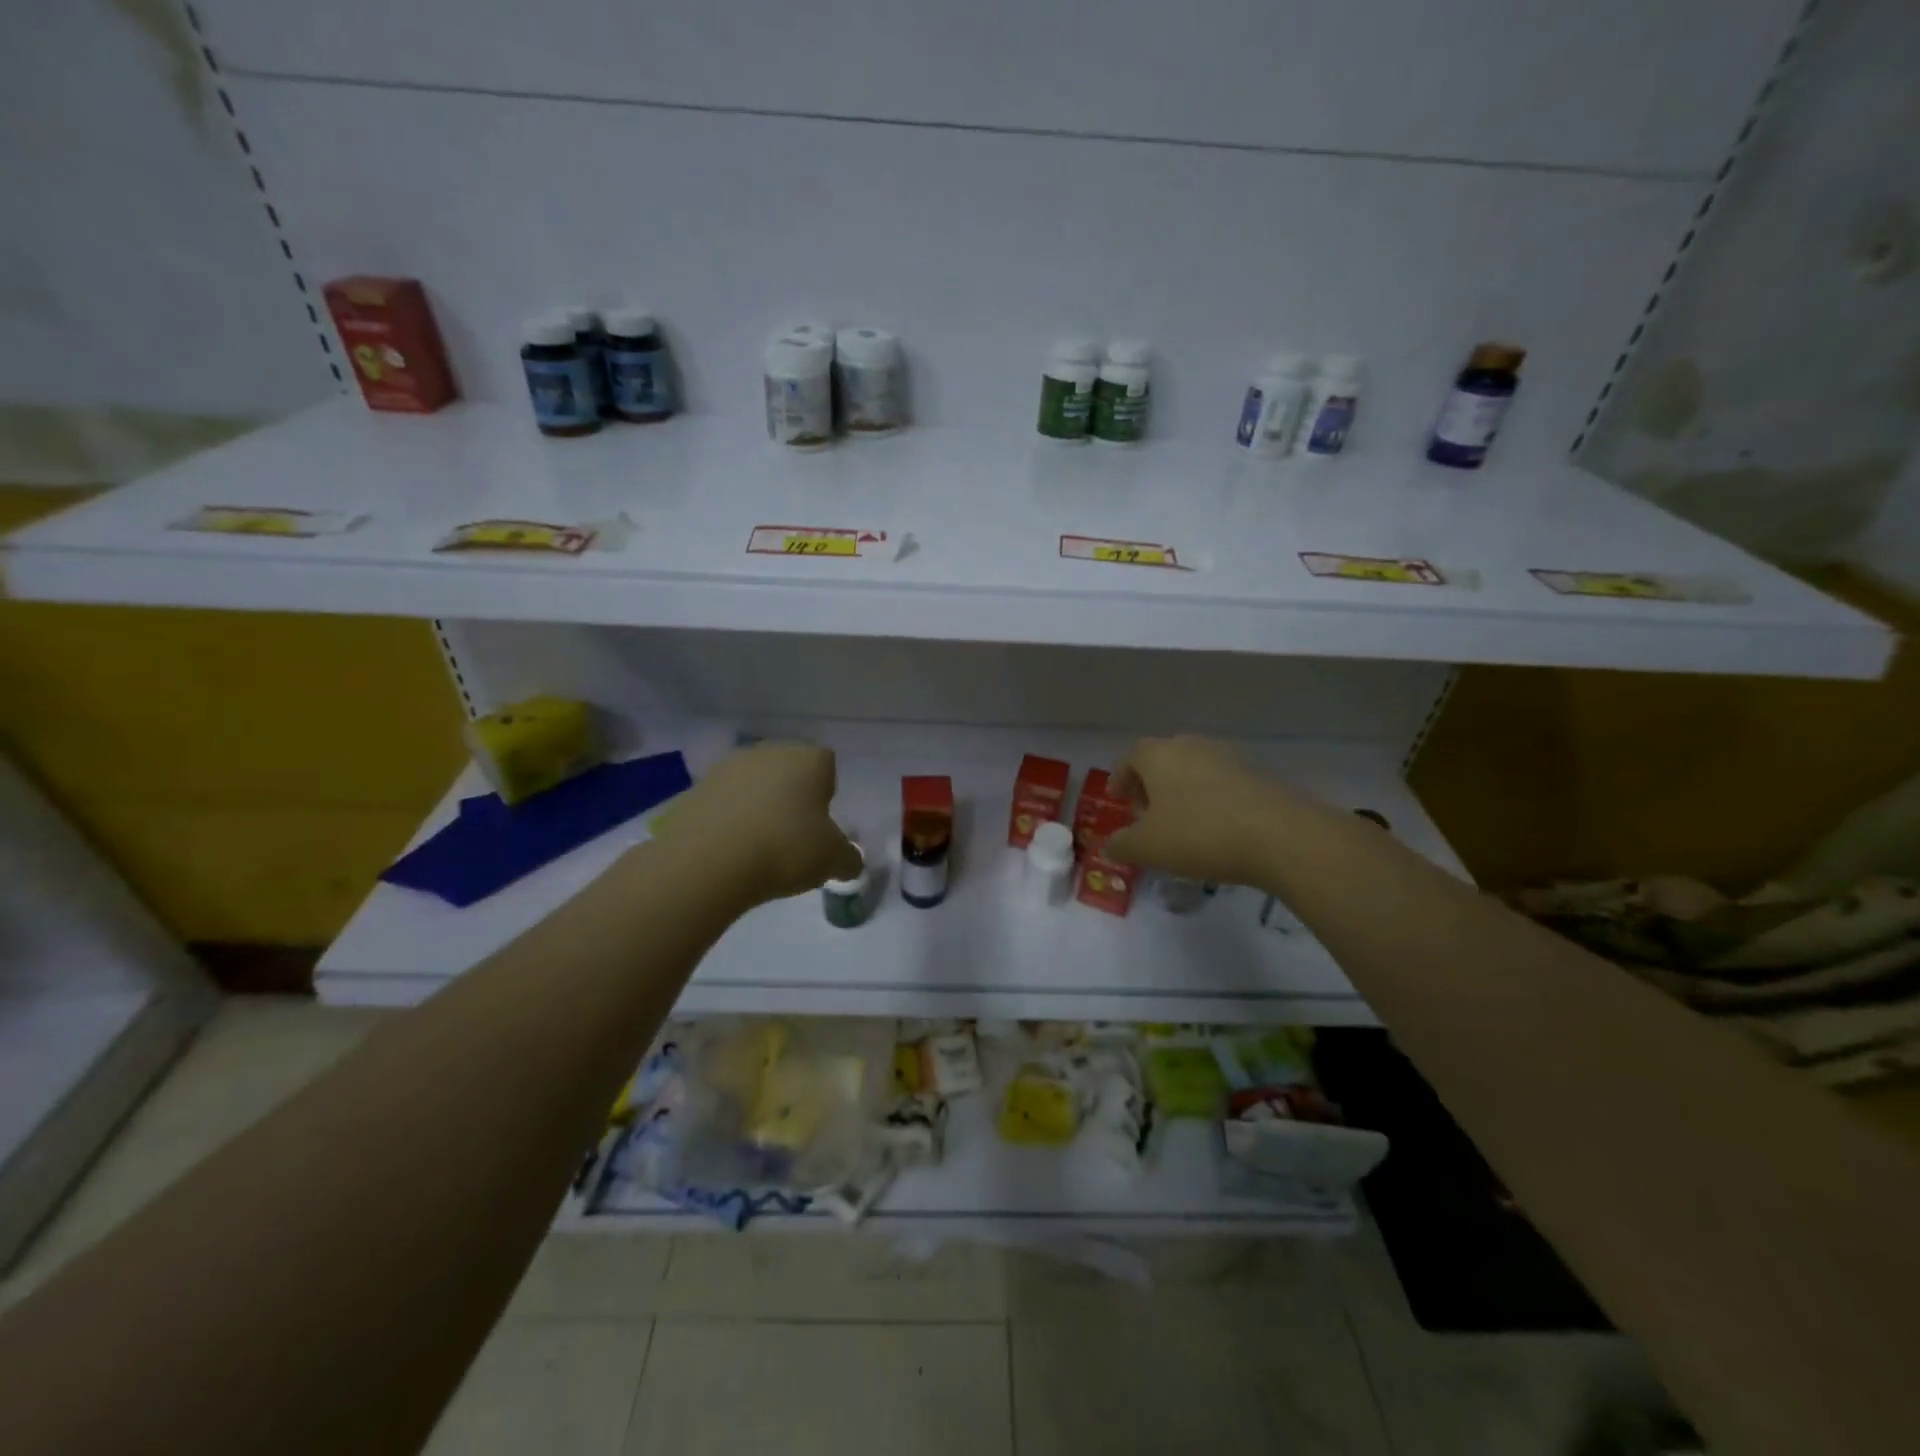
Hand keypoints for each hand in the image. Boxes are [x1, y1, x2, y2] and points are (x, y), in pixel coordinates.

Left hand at [653, 743, 862, 903]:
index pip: (826, 763)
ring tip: (758, 845)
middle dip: (791, 795)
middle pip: (787, 769)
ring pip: (752, 784)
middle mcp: (768, 752)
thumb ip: (848, 859)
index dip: (826, 791)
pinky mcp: (694, 790)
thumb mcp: (832, 860)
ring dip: (757, 806)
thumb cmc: (785, 848)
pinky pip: (722, 803)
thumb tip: (849, 862)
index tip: (821, 823)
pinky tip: (729, 850)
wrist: (707, 861)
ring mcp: (726, 768)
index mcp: (808, 759)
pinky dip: (727, 820)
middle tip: (793, 834)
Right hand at [1104, 736, 1291, 887]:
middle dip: (1151, 785)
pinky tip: (1216, 829)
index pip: (1129, 757)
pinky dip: (1211, 800)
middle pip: (1162, 759)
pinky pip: (1222, 783)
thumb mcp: (1147, 848)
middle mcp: (1191, 745)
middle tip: (1147, 816)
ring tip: (1182, 825)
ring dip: (1182, 792)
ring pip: (1194, 769)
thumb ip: (1121, 845)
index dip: (1120, 778)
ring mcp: (1228, 756)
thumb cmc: (1199, 834)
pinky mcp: (1258, 774)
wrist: (1280, 836)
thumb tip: (1109, 846)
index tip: (1118, 801)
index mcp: (1158, 755)